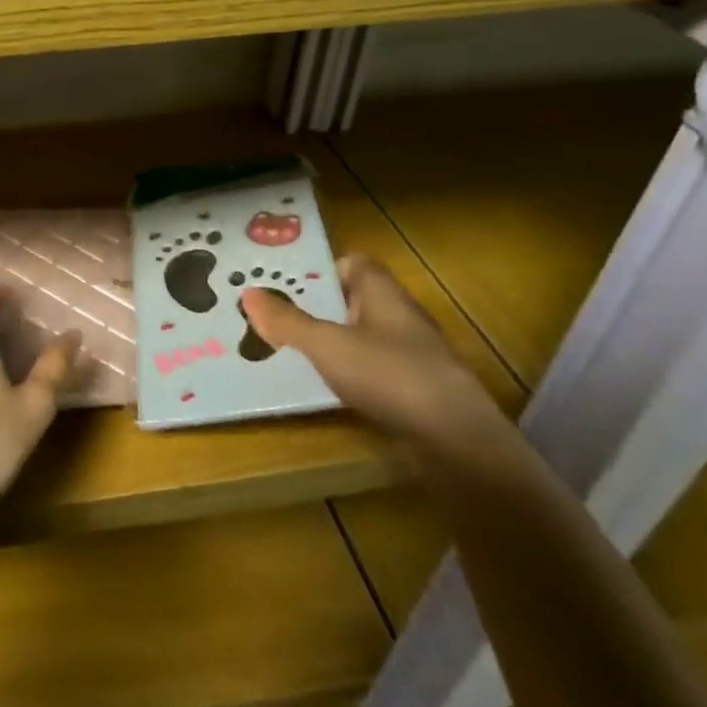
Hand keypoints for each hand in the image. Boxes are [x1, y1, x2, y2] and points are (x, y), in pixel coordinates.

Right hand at [241, 254, 504, 453]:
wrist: (458, 443)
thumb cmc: (389, 375)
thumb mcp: (326, 345)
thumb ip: (287, 321)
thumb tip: (248, 293)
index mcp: (383, 293)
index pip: (352, 263)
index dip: (320, 270)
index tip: (286, 286)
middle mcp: (400, 316)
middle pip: (352, 301)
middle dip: (317, 308)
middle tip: (275, 318)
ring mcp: (413, 355)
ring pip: (362, 337)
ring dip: (332, 343)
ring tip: (291, 353)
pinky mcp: (418, 390)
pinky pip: (374, 370)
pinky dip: (350, 374)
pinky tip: (328, 389)